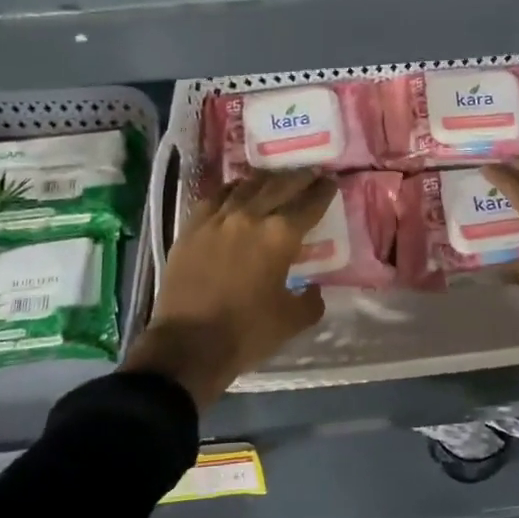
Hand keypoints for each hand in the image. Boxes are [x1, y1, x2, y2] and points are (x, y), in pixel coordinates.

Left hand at [122, 169, 334, 409]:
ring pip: (246, 186)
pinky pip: (215, 198)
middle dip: (299, 177)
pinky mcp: (192, 227)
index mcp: (280, 235)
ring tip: (275, 177)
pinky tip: (235, 192)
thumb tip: (313, 289)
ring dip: (265, 179)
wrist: (187, 345)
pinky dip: (231, 191)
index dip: (323, 192)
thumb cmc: (246, 333)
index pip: (309, 204)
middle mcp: (250, 216)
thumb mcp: (292, 321)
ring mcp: (217, 218)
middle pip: (279, 185)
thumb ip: (310, 300)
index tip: (331, 182)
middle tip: (310, 172)